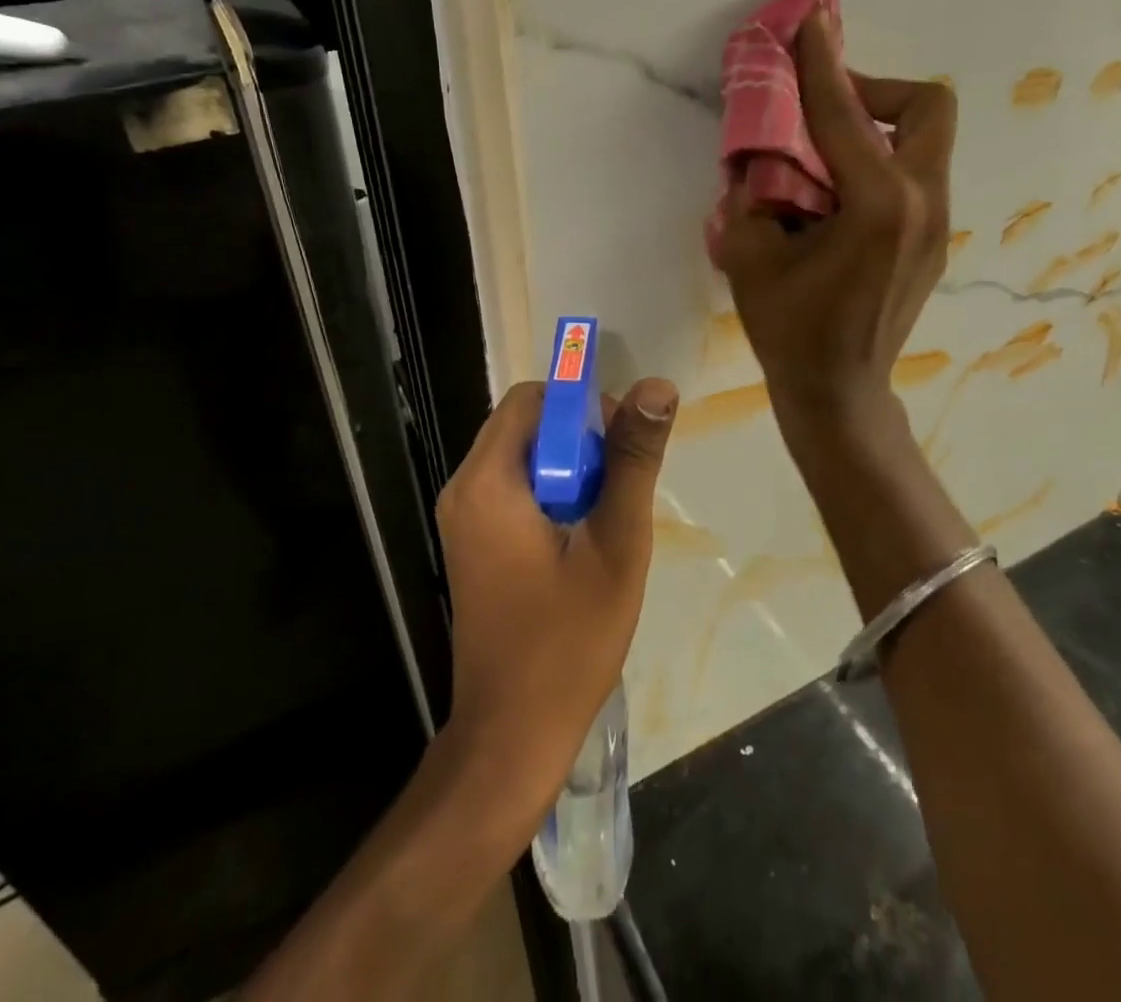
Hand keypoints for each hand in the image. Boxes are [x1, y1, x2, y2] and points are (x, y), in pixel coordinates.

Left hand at [434, 377, 678, 816]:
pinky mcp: (472, 541)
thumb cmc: (568, 642)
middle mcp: (463, 488)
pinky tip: (580, 536)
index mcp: (488, 481)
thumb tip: (657, 386)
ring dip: (568, 468)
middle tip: (618, 486)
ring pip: (523, 456)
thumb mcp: (616, 544)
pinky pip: (513, 487)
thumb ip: (633, 459)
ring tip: (604, 516)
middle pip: (525, 424)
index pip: (532, 399)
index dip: (582, 406)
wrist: (512, 735)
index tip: (621, 445)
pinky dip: (551, 492)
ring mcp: (462, 517)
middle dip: (578, 440)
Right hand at [717, 8, 957, 432]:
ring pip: (926, 141)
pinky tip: (839, 196)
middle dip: (875, 90)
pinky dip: (881, 163)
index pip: (846, 115)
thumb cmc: (790, 331)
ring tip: (825, 152)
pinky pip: (916, 175)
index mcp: (878, 206)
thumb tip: (760, 160)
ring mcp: (938, 224)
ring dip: (878, 127)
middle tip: (825, 108)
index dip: (821, 64)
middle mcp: (922, 204)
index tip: (809, 24)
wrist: (839, 392)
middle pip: (928, 107)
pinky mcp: (934, 241)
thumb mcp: (748, 257)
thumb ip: (751, 195)